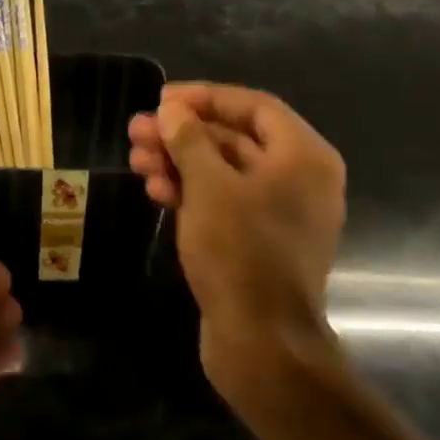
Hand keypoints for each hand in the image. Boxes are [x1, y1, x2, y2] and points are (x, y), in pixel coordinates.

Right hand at [128, 83, 345, 397]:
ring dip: (180, 163)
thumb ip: (189, 140)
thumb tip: (172, 111)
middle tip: (135, 131)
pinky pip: (224, 203)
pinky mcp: (258, 242)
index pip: (254, 106)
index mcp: (304, 156)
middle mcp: (299, 179)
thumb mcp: (209, 187)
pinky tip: (155, 191)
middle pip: (235, 139)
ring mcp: (279, 213)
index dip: (205, 98)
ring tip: (135, 160)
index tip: (161, 100)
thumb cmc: (240, 251)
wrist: (261, 340)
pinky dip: (192, 194)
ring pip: (224, 173)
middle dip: (182, 134)